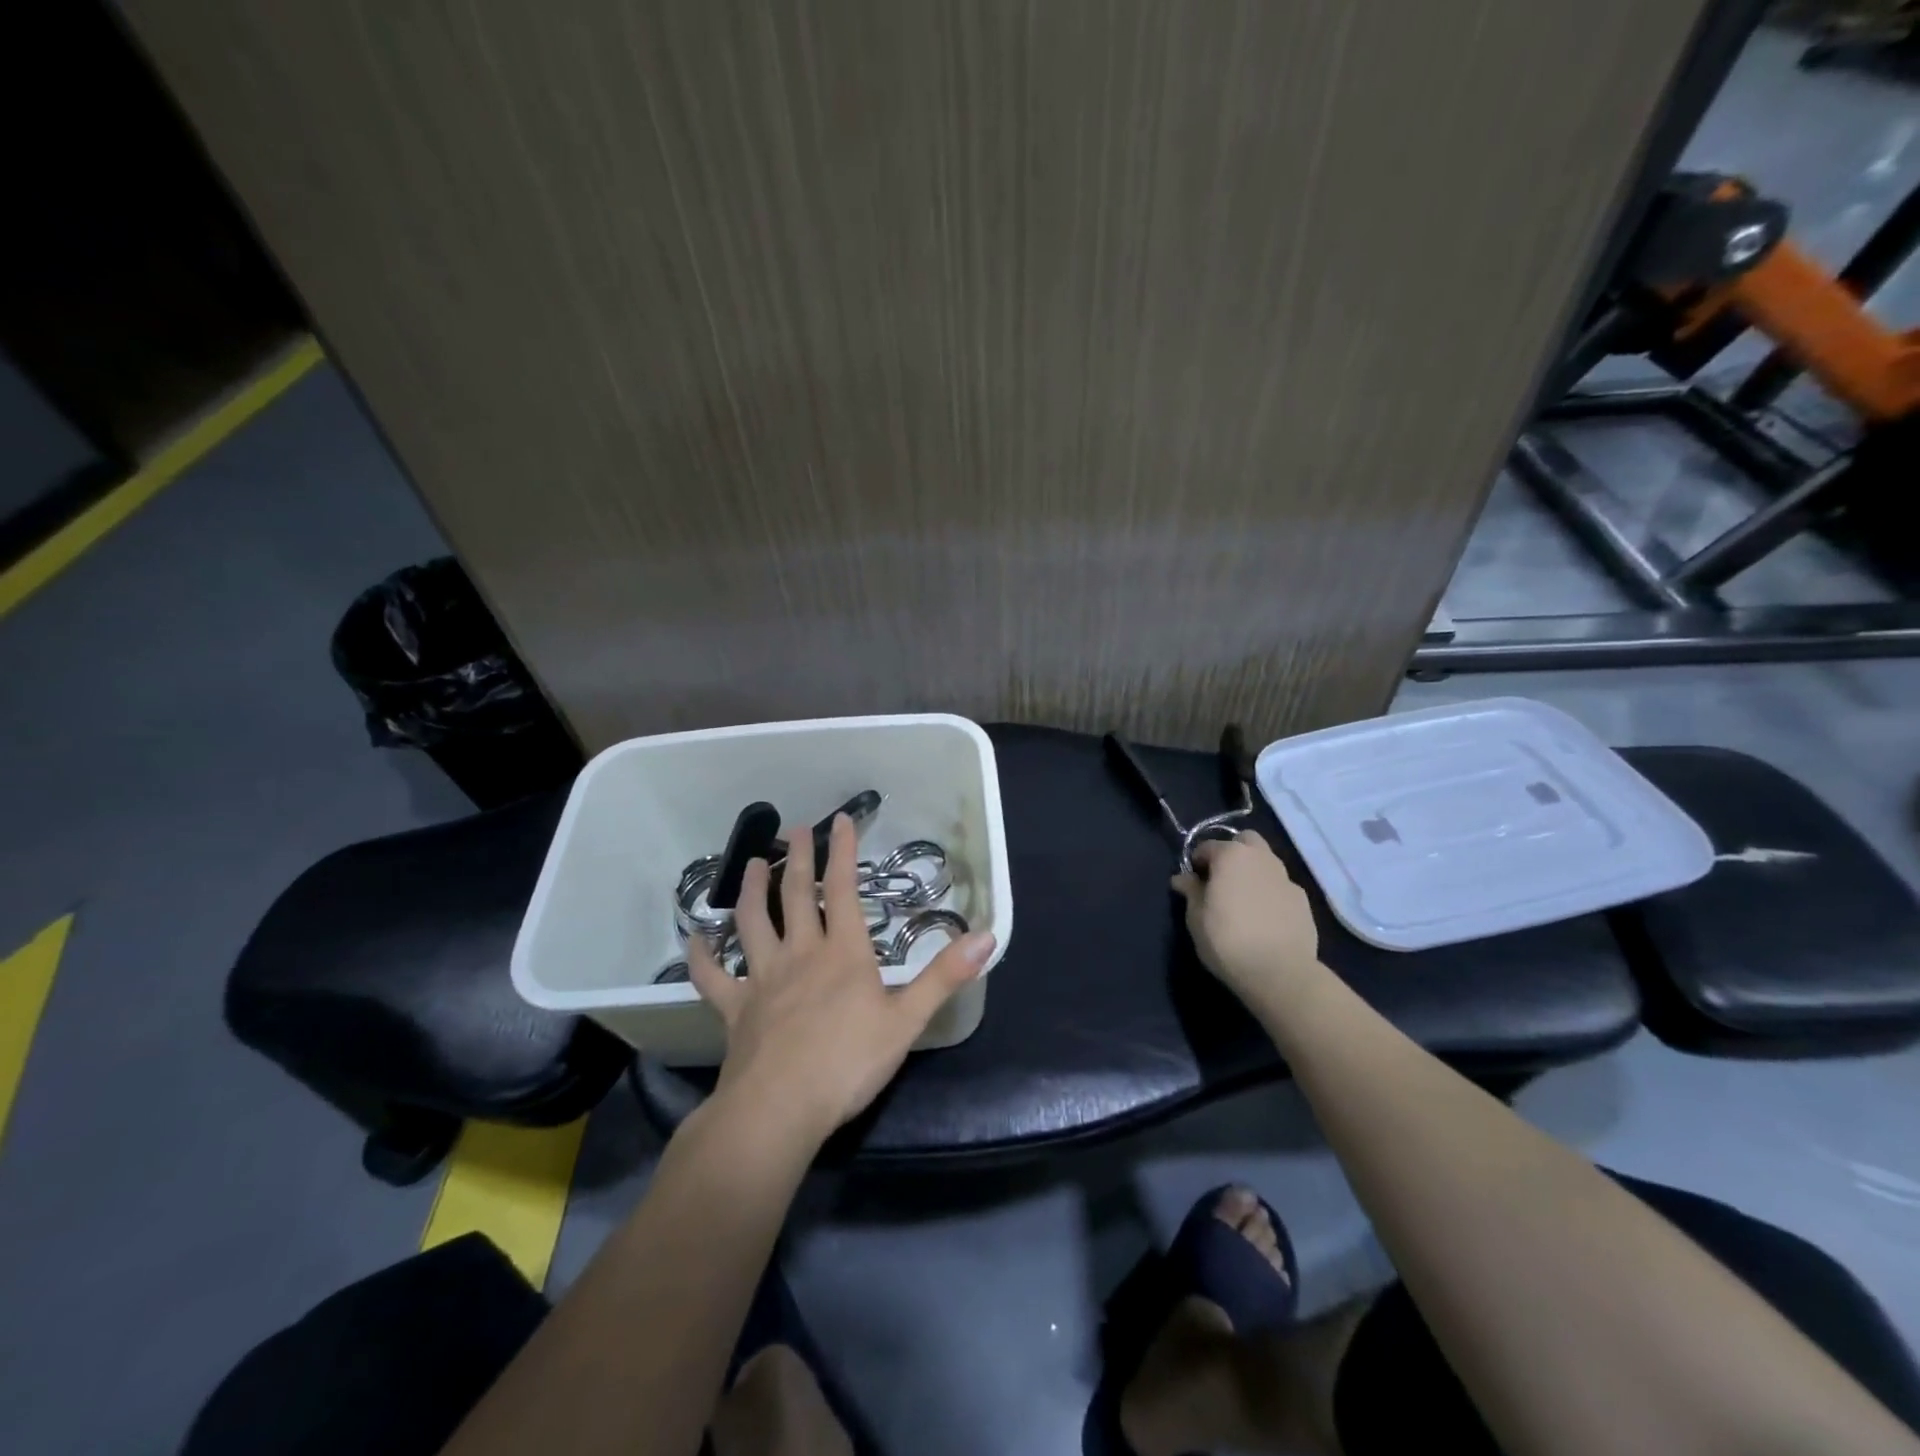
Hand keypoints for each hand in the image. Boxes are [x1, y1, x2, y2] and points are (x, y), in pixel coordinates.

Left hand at [687, 813, 995, 1149]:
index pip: (844, 890)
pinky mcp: (736, 1010)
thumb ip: (944, 976)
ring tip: (750, 865)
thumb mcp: (908, 1020)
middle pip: (797, 896)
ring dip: (751, 892)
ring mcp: (764, 980)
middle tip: (794, 829)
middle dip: (797, 859)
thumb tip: (987, 935)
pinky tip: (692, 938)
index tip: (840, 819)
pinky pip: (713, 977)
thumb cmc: (848, 1063)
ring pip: (753, 924)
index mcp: (844, 953)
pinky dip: (701, 956)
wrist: (780, 1108)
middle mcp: (801, 954)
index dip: (843, 852)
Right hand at [1172, 832, 1321, 1007]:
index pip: (1208, 846)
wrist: (1280, 972)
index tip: (1192, 883)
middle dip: (1232, 852)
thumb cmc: (1227, 940)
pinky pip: (1281, 887)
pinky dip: (1270, 893)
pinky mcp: (1304, 901)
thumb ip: (1191, 891)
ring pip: (1267, 862)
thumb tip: (1182, 878)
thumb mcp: (1195, 917)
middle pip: (1246, 841)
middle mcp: (1262, 858)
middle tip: (1221, 879)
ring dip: (1253, 871)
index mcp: (1231, 856)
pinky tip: (1264, 918)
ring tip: (1243, 900)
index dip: (1197, 862)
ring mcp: (1286, 879)